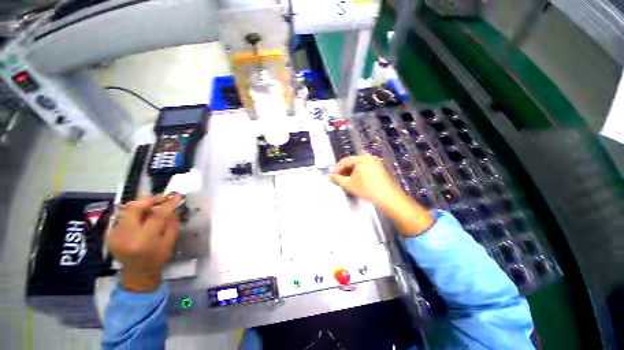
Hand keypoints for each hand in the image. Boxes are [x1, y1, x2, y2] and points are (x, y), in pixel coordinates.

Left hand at [107, 194, 181, 291]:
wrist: (137, 273)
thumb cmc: (157, 258)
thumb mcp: (170, 242)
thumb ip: (172, 224)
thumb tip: (173, 208)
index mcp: (144, 239)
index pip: (157, 215)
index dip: (168, 203)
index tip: (176, 196)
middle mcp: (126, 235)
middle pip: (135, 207)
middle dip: (150, 199)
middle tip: (162, 198)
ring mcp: (115, 234)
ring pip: (128, 210)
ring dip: (143, 206)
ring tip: (154, 207)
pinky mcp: (110, 234)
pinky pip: (124, 217)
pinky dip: (135, 214)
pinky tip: (143, 218)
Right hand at [330, 154, 433, 235]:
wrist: (388, 198)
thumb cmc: (367, 190)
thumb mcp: (349, 184)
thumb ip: (337, 179)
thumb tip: (330, 176)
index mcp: (362, 158)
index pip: (344, 161)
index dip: (337, 169)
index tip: (332, 176)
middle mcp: (369, 158)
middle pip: (351, 163)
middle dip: (344, 172)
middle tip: (339, 180)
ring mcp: (375, 163)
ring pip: (357, 166)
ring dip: (350, 173)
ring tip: (346, 182)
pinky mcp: (378, 169)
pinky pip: (364, 169)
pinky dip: (358, 174)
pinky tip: (356, 182)